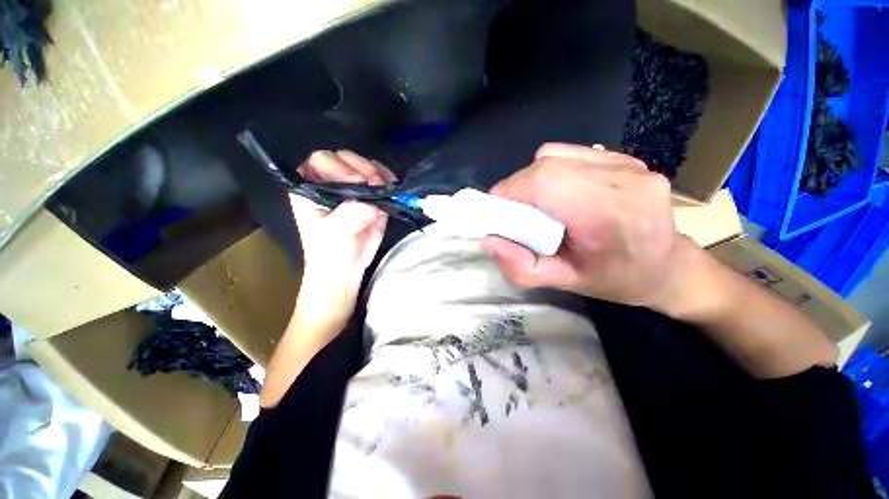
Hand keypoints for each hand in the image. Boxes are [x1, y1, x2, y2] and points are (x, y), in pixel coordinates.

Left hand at [290, 150, 396, 325]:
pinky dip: (388, 180)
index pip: (320, 161)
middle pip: (345, 158)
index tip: (356, 184)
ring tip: (385, 189)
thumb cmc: (329, 252)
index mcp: (309, 186)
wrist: (346, 267)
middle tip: (374, 187)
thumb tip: (370, 206)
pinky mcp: (371, 194)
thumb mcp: (333, 235)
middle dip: (361, 169)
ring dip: (377, 174)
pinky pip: (381, 178)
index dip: (338, 168)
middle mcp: (330, 180)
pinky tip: (391, 187)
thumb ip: (348, 218)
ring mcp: (353, 186)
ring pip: (365, 165)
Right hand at [481, 143, 693, 308]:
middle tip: (514, 210)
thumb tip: (487, 240)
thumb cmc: (615, 280)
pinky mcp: (626, 159)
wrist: (667, 266)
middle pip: (548, 164)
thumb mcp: (564, 283)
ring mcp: (629, 165)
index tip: (497, 209)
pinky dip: (553, 169)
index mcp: (610, 218)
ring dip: (534, 177)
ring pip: (557, 154)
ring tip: (539, 203)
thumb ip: (521, 267)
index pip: (546, 182)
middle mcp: (625, 182)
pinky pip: (573, 153)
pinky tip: (561, 192)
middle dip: (518, 185)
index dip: (511, 189)